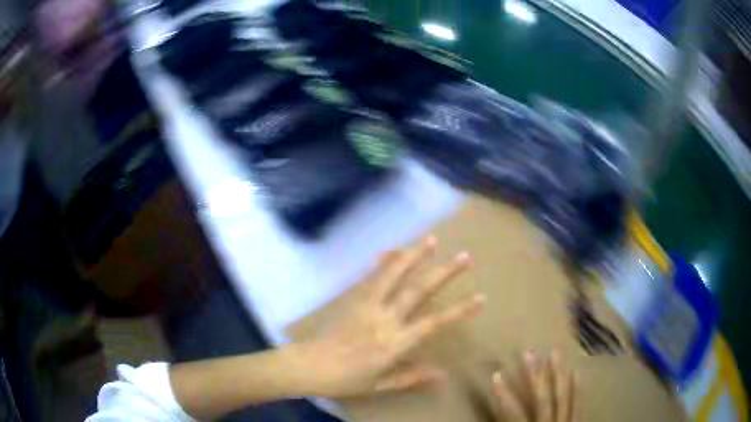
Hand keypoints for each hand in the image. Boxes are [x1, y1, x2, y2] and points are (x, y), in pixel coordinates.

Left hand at [293, 236, 484, 397]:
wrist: (309, 365)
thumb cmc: (346, 380)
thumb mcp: (380, 385)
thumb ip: (411, 377)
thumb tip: (444, 373)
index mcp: (394, 343)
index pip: (435, 323)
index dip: (460, 310)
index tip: (481, 297)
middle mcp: (385, 319)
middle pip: (419, 290)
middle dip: (445, 272)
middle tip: (465, 256)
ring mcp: (368, 305)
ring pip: (394, 274)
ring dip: (414, 256)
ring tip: (431, 240)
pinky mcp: (354, 298)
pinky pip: (372, 276)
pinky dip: (384, 261)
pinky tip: (392, 249)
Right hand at [493, 351, 577, 421]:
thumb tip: (487, 420)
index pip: (514, 415)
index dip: (504, 396)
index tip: (496, 375)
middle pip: (543, 399)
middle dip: (535, 376)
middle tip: (529, 352)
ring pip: (563, 397)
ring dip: (558, 374)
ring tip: (555, 353)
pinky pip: (577, 405)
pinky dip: (576, 389)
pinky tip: (577, 372)